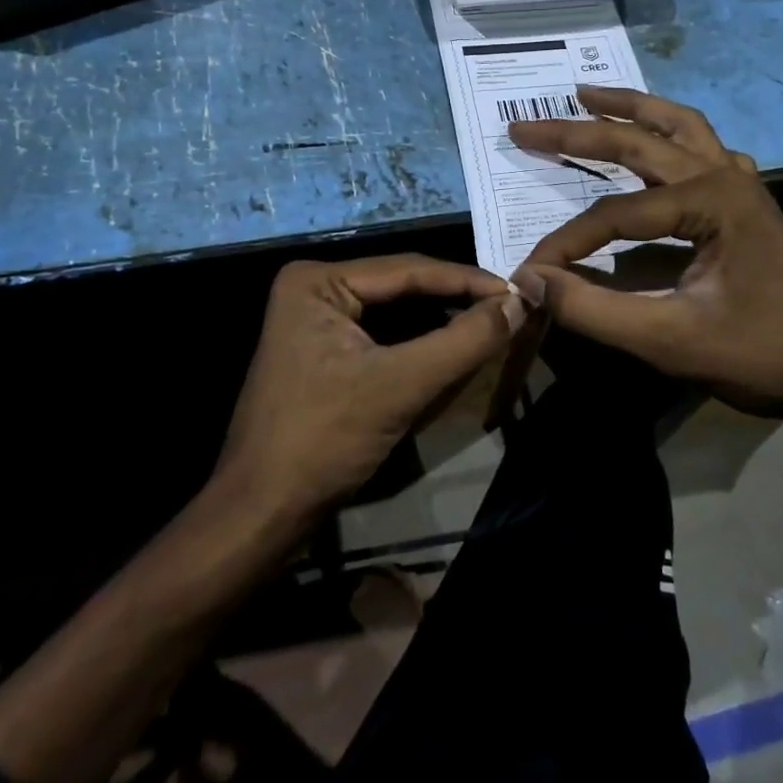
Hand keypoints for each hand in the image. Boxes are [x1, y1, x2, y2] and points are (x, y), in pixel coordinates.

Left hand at [217, 256, 522, 525]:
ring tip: (492, 325)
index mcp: (317, 280)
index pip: (408, 269)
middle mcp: (314, 288)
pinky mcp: (323, 350)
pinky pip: (383, 336)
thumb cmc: (323, 441)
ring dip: (441, 320)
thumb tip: (519, 305)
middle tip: (511, 310)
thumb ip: (463, 341)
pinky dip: (419, 343)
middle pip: (401, 287)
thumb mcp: (400, 386)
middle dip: (455, 300)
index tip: (520, 292)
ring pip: (395, 312)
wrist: (262, 513)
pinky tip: (454, 347)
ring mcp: (316, 320)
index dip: (468, 281)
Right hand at [509, 86, 782, 420]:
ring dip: (629, 109)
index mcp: (709, 201)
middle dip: (577, 132)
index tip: (530, 269)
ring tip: (585, 95)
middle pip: (639, 141)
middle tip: (524, 125)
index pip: (614, 215)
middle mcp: (724, 176)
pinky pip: (703, 150)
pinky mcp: (748, 202)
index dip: (566, 242)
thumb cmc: (763, 354)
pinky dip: (671, 134)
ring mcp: (742, 185)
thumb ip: (593, 310)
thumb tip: (530, 280)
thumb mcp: (669, 340)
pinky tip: (656, 141)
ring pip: (678, 126)